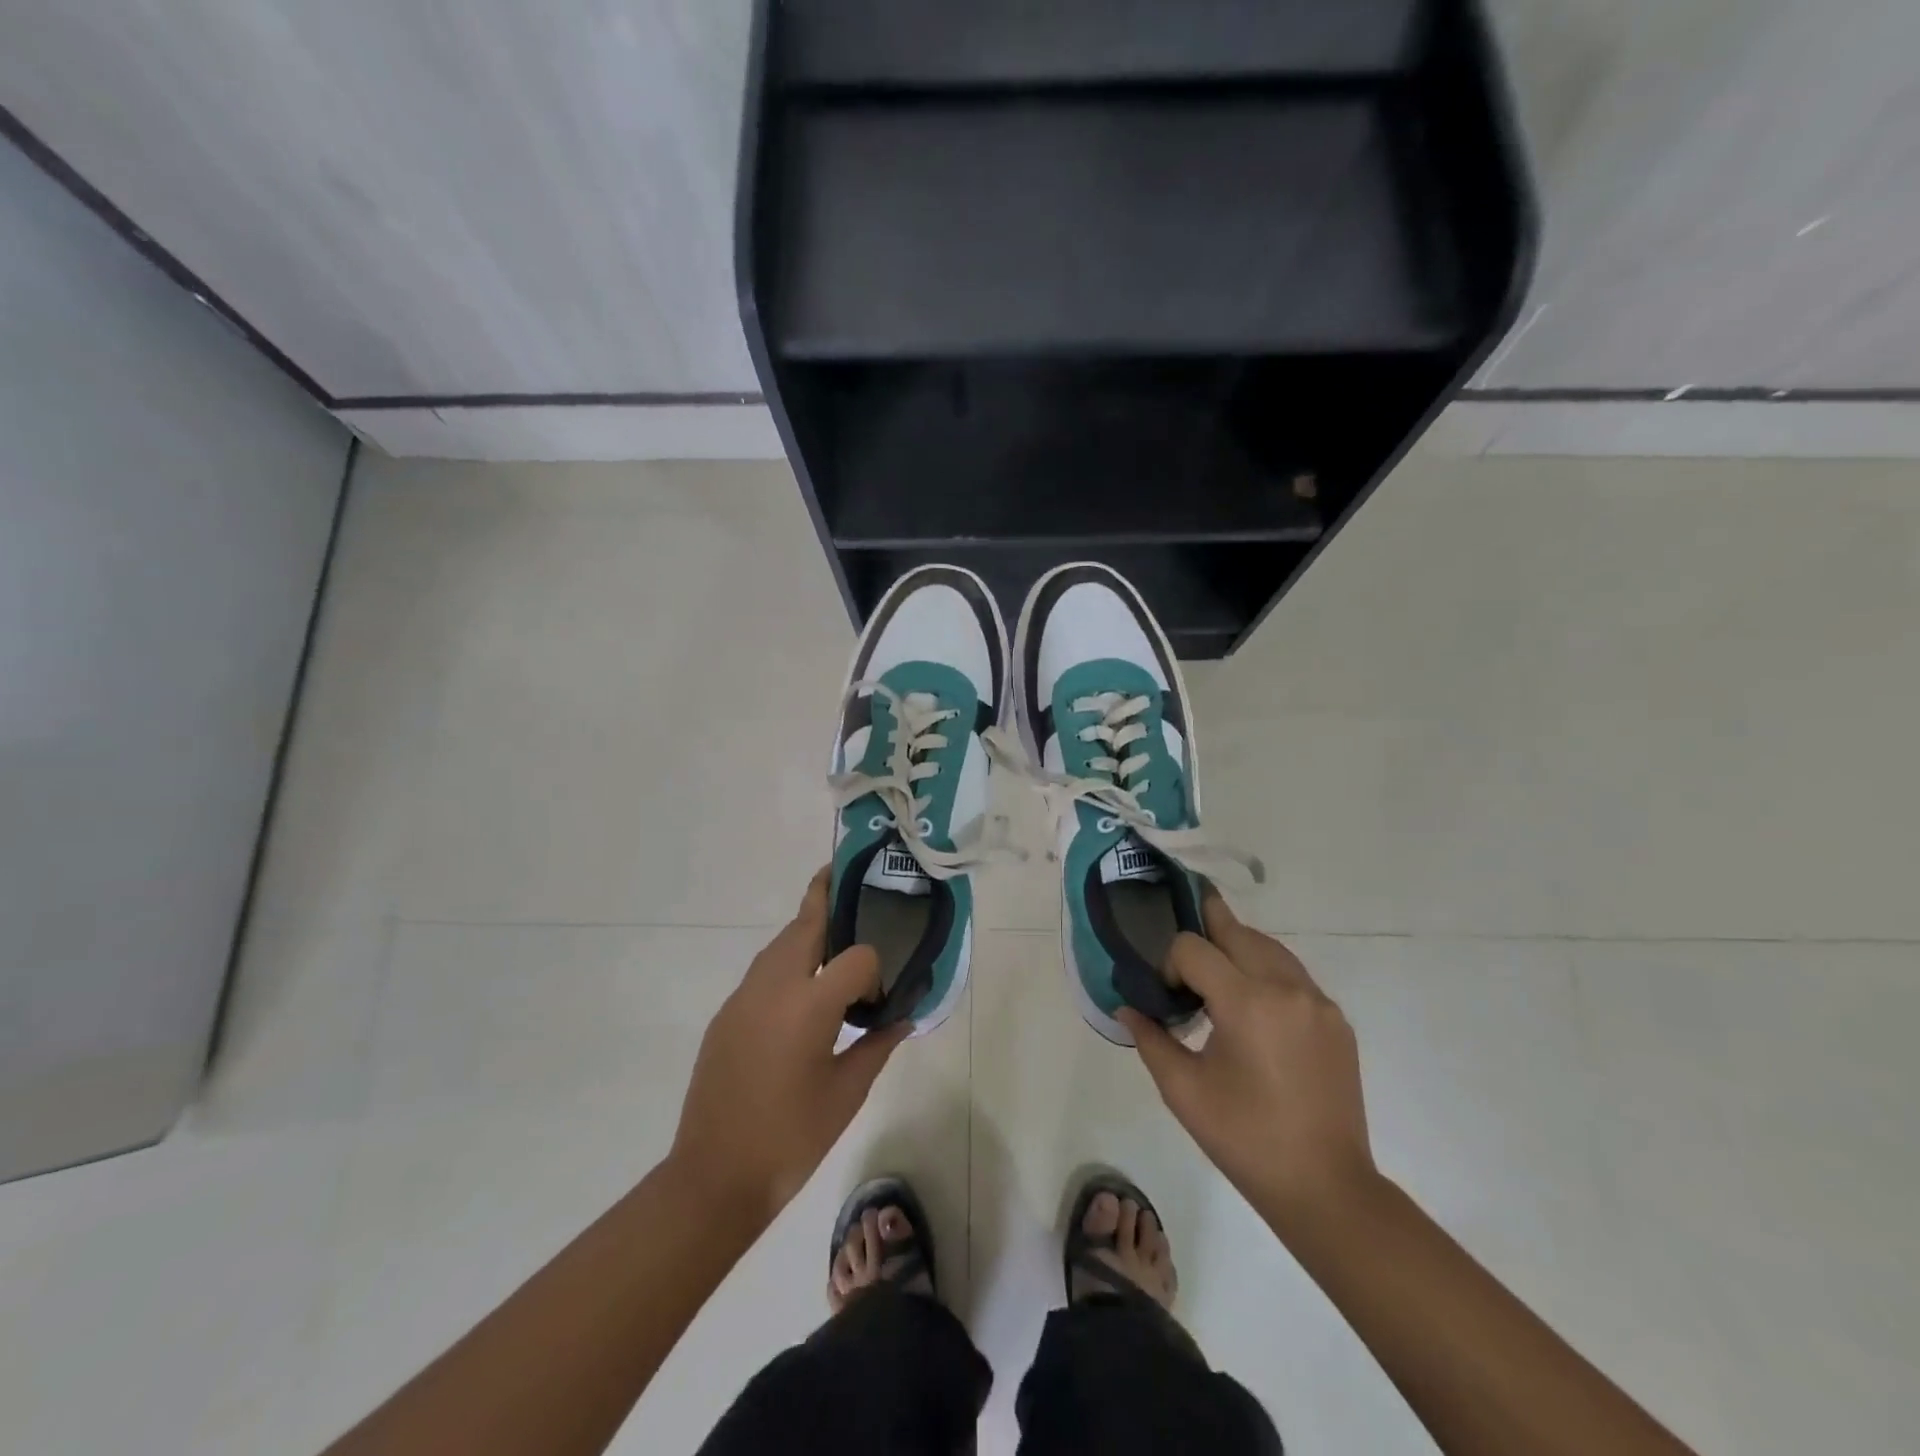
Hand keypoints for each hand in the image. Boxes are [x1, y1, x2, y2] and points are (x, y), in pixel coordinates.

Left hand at [668, 869, 910, 1229]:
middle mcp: (773, 987)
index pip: (856, 956)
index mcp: (809, 1005)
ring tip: (834, 933)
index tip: (880, 998)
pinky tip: (802, 989)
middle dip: (828, 898)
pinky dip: (787, 961)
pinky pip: (763, 971)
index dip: (875, 969)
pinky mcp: (727, 1014)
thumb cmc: (791, 1138)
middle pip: (806, 923)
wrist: (714, 1176)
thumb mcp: (847, 1093)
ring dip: (806, 929)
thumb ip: (878, 1045)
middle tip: (852, 883)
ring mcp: (743, 998)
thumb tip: (904, 1017)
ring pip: (779, 943)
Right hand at [1119, 896, 1375, 1235]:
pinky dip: (1266, 972)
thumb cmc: (1245, 1139)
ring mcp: (1318, 1001)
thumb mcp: (1183, 1090)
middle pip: (1236, 931)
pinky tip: (1252, 1006)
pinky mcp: (1336, 1019)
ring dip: (1237, 948)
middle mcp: (1286, 988)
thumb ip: (1150, 1039)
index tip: (1169, 997)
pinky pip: (1293, 974)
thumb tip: (1127, 1008)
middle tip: (1183, 959)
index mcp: (1247, 1002)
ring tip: (1214, 976)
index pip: (1193, 947)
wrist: (1325, 1187)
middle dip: (1204, 934)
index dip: (1170, 963)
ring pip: (1268, 947)